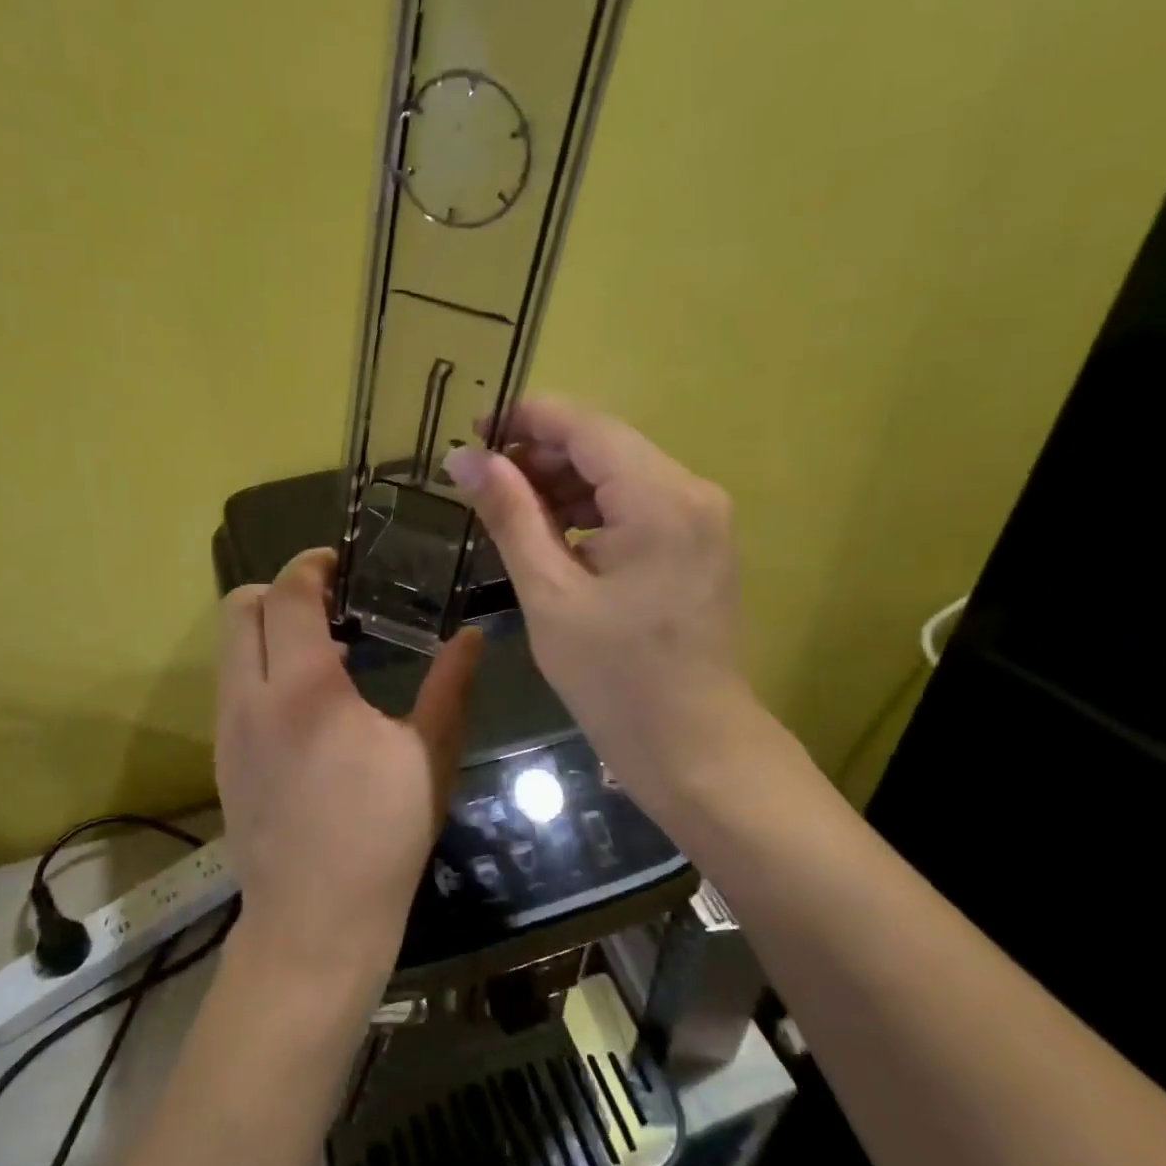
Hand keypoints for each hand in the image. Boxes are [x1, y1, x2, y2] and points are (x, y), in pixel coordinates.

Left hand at [215, 547, 482, 988]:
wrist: (313, 925)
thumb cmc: (381, 837)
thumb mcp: (429, 756)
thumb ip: (450, 686)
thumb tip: (474, 636)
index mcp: (305, 687)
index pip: (289, 594)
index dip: (311, 565)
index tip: (340, 562)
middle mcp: (251, 696)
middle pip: (239, 606)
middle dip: (279, 588)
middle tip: (329, 601)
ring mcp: (228, 728)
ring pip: (229, 645)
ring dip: (268, 628)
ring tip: (323, 649)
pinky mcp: (222, 756)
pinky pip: (231, 684)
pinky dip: (260, 666)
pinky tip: (306, 701)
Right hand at [443, 397, 750, 831]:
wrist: (694, 746)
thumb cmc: (615, 679)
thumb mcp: (549, 594)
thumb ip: (509, 515)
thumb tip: (463, 459)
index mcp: (660, 499)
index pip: (586, 427)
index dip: (525, 420)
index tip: (472, 432)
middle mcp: (692, 491)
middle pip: (605, 445)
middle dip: (540, 455)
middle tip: (481, 481)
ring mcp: (702, 517)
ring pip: (619, 473)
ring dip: (563, 483)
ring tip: (509, 511)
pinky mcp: (698, 542)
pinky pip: (637, 504)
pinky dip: (591, 510)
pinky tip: (552, 535)